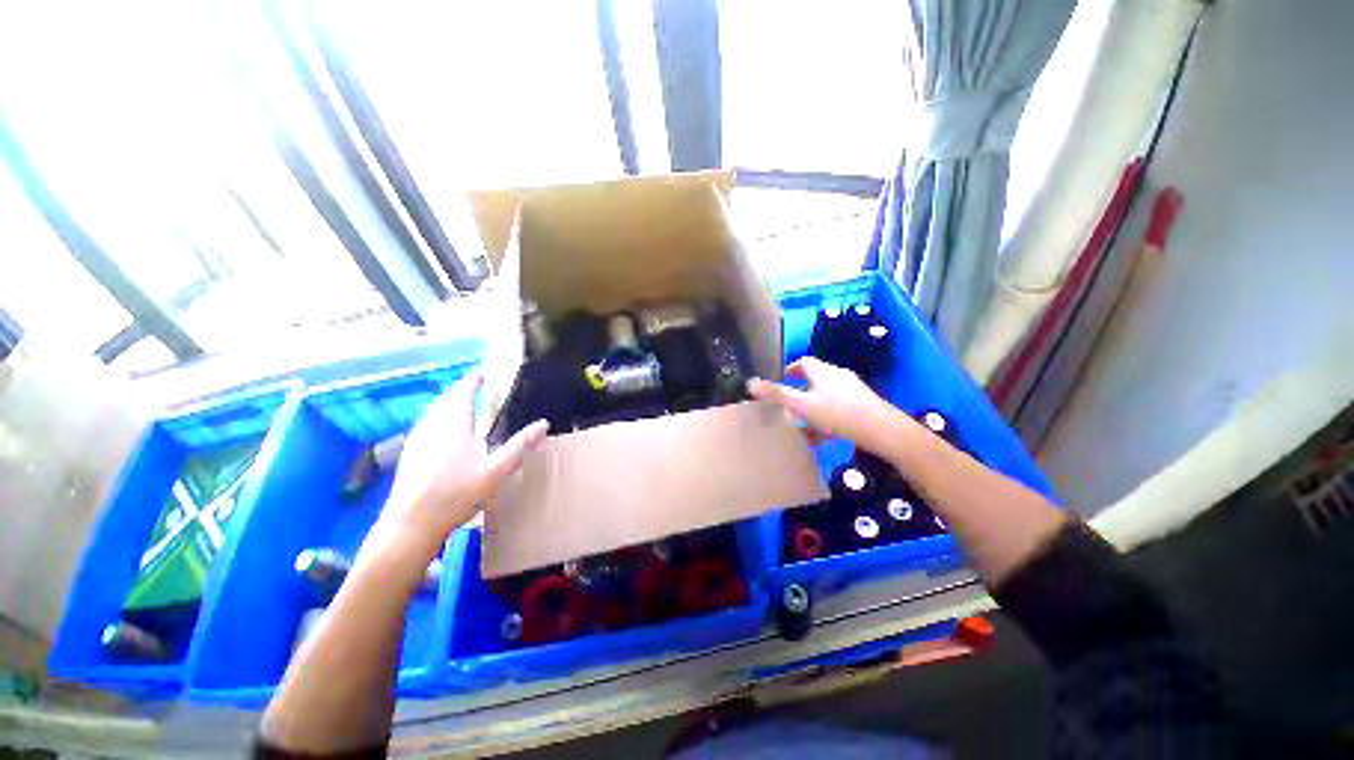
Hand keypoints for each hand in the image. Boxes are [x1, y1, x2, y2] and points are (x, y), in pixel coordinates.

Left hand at [364, 373, 548, 573]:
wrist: (410, 525)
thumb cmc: (456, 494)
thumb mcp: (495, 471)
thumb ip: (520, 446)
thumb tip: (544, 423)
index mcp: (454, 425)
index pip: (462, 392)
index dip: (472, 380)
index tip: (482, 373)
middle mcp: (432, 427)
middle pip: (445, 400)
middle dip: (460, 390)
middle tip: (476, 388)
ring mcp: (417, 440)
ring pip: (433, 412)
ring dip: (448, 403)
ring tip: (462, 405)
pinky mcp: (410, 454)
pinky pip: (426, 425)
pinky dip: (438, 418)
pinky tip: (444, 433)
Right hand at [747, 357, 907, 457]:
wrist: (882, 431)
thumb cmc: (838, 414)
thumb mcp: (802, 405)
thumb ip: (777, 395)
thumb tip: (750, 383)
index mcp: (822, 371)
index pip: (803, 362)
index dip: (790, 369)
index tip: (780, 380)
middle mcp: (838, 376)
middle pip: (815, 378)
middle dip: (800, 389)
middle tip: (788, 403)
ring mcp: (852, 390)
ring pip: (826, 395)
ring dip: (812, 406)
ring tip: (802, 423)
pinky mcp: (862, 405)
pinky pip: (838, 408)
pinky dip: (826, 418)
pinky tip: (822, 436)